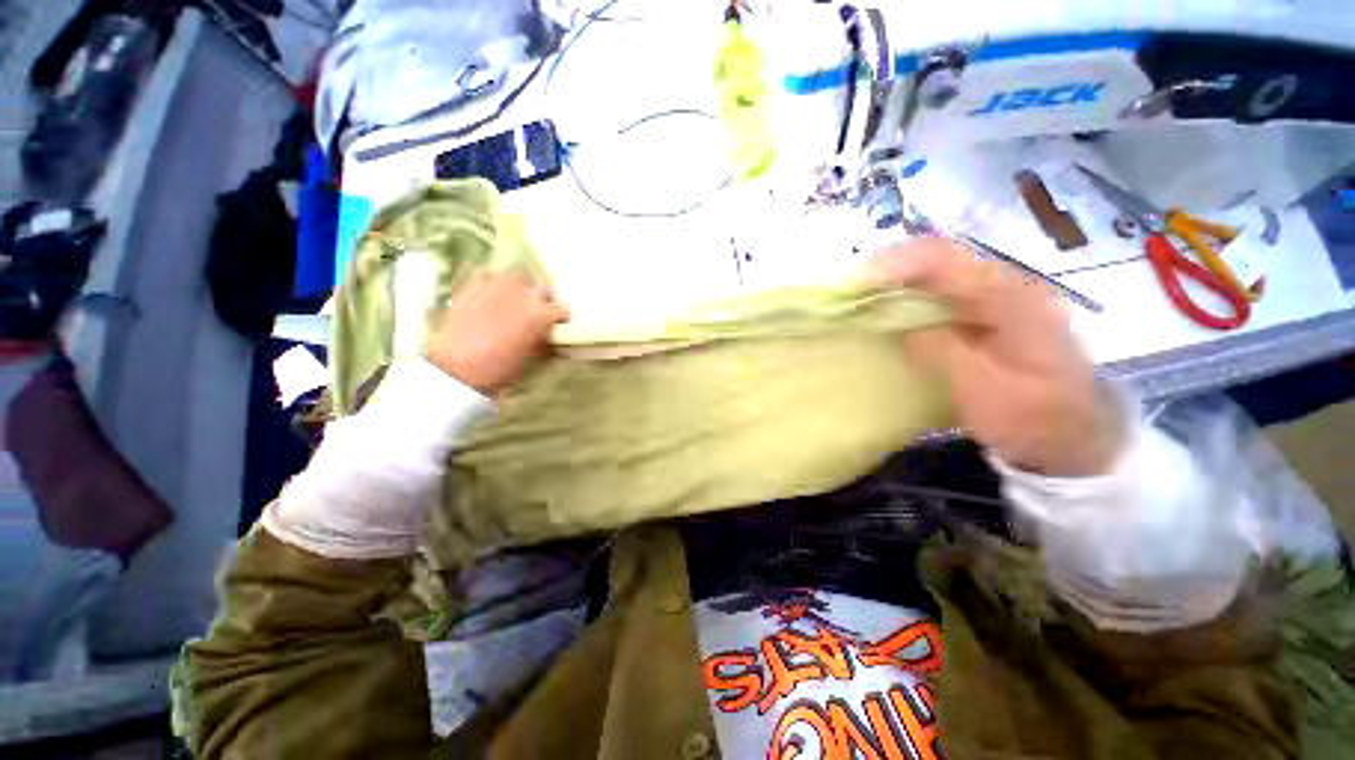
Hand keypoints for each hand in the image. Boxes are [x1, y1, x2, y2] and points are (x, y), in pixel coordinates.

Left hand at [425, 270, 569, 395]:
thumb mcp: (533, 360)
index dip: (560, 318)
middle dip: (544, 299)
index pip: (562, 309)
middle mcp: (523, 296)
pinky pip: (489, 276)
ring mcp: (496, 287)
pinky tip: (492, 296)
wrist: (457, 370)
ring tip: (516, 298)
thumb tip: (550, 335)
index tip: (557, 325)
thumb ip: (546, 341)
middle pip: (543, 288)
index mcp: (541, 315)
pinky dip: (495, 283)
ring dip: (522, 286)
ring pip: (518, 275)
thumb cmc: (500, 370)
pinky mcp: (472, 286)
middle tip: (538, 311)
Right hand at [867, 239, 1121, 475]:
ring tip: (861, 302)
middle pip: (936, 260)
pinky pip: (940, 297)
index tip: (855, 283)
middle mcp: (1004, 286)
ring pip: (936, 276)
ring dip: (895, 285)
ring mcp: (997, 300)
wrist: (1078, 438)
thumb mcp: (985, 390)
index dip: (894, 264)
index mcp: (1009, 297)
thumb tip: (900, 325)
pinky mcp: (987, 317)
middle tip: (849, 293)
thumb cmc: (1035, 418)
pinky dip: (908, 301)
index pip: (943, 259)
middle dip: (888, 271)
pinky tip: (889, 316)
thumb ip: (941, 351)